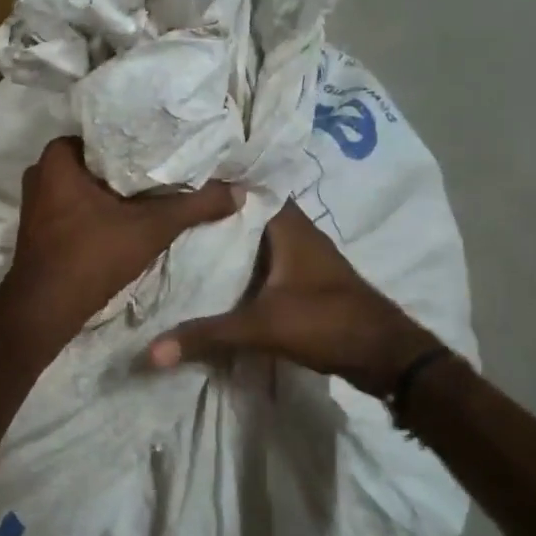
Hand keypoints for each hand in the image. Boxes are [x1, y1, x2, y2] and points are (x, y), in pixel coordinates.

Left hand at [0, 137, 240, 360]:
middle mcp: (42, 172)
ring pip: (89, 185)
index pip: (109, 132)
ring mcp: (38, 202)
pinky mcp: (41, 227)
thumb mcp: (151, 228)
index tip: (173, 144)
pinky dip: (102, 209)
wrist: (46, 311)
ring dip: (118, 191)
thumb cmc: (92, 257)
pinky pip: (79, 206)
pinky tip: (130, 216)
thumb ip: (195, 206)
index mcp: (58, 156)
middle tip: (172, 166)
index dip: (142, 139)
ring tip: (158, 189)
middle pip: (101, 160)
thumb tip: (240, 191)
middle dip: (133, 166)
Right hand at [148, 202, 441, 397]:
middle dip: (213, 213)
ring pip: (257, 238)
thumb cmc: (326, 322)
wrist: (384, 355)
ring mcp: (303, 256)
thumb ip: (207, 335)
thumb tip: (151, 352)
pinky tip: (216, 275)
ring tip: (181, 239)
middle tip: (168, 212)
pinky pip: (265, 260)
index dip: (214, 182)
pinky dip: (242, 264)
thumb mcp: (261, 327)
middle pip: (247, 213)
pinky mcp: (305, 279)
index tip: (176, 181)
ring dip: (228, 240)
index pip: (247, 187)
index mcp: (287, 225)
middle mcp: (296, 232)